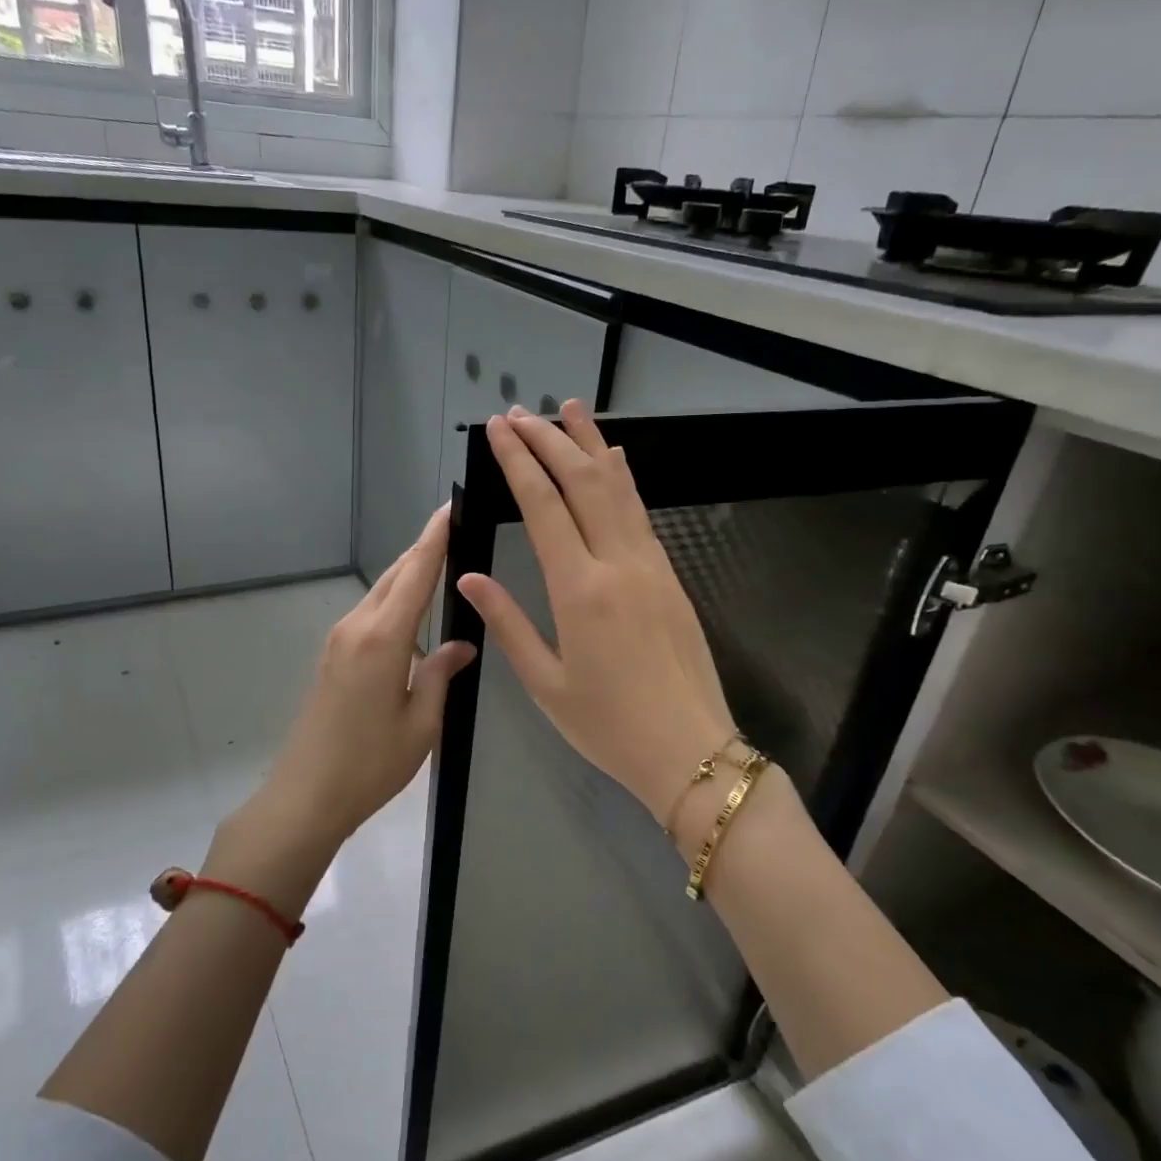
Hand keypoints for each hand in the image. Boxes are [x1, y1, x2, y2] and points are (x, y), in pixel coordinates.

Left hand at [263, 505, 476, 845]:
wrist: (306, 795)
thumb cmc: (371, 764)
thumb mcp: (421, 723)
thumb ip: (441, 674)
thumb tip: (461, 644)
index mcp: (383, 639)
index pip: (416, 574)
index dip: (435, 538)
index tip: (452, 507)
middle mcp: (356, 627)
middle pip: (395, 575)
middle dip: (424, 549)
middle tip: (456, 528)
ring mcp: (339, 640)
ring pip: (381, 592)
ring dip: (409, 573)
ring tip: (443, 561)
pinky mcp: (333, 655)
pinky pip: (370, 612)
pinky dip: (395, 598)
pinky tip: (414, 608)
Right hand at [456, 402, 743, 837]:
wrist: (691, 750)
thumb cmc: (608, 725)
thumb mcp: (546, 683)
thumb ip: (508, 623)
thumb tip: (470, 577)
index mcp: (580, 590)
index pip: (543, 506)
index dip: (518, 461)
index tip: (499, 429)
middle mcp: (618, 563)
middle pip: (583, 482)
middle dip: (550, 440)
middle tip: (522, 413)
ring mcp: (651, 566)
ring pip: (619, 488)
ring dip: (591, 445)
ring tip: (570, 410)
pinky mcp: (670, 576)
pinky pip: (641, 513)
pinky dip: (622, 479)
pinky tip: (614, 461)